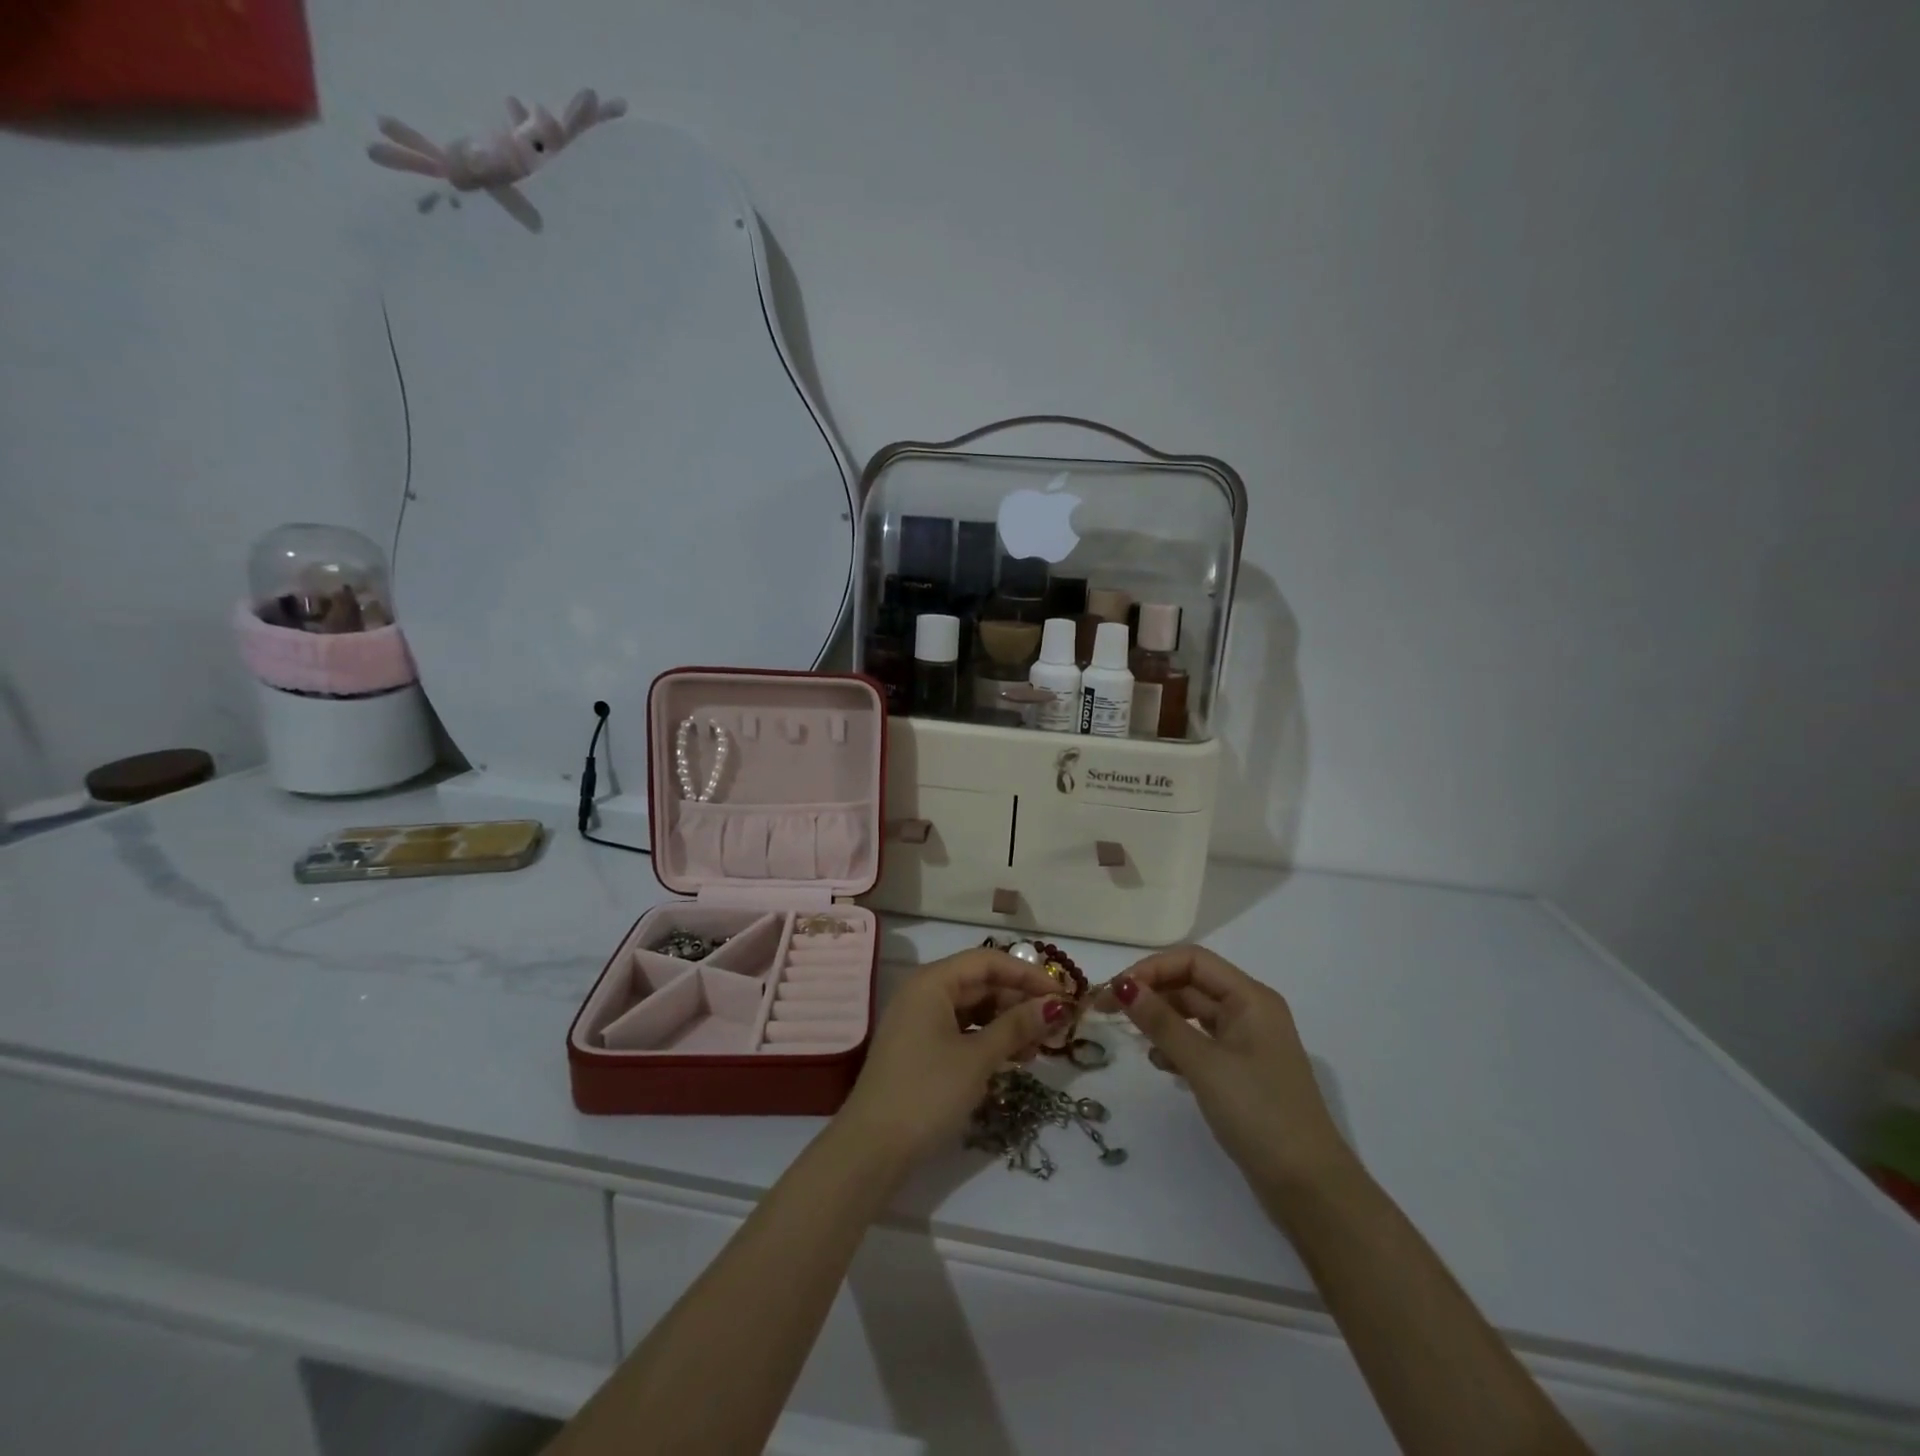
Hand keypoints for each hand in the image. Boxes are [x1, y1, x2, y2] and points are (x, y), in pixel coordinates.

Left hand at [838, 949, 1069, 1168]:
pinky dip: (988, 1039)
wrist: (872, 1149)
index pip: (987, 961)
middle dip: (1019, 1001)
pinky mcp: (920, 1048)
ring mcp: (919, 1021)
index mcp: (932, 982)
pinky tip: (1013, 1058)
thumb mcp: (977, 1058)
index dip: (1027, 974)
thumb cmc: (927, 1092)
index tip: (1063, 994)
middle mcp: (923, 993)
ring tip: (1039, 1046)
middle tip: (1056, 1025)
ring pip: (973, 1009)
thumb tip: (1055, 1005)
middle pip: (980, 983)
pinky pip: (961, 1030)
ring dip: (1007, 1022)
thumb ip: (1017, 1026)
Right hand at [1098, 945, 1351, 1198]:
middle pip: (1191, 984)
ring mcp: (1248, 1043)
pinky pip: (1201, 1043)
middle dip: (1150, 992)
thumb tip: (1122, 986)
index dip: (1151, 968)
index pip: (1192, 961)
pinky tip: (1160, 1064)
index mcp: (1250, 998)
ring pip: (1193, 1014)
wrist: (1310, 1188)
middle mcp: (1251, 1011)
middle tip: (1108, 1010)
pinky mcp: (1242, 1072)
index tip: (1115, 991)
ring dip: (1161, 1019)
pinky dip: (1176, 1046)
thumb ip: (1160, 1022)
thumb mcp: (1204, 1064)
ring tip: (1132, 1037)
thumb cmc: (1259, 1113)